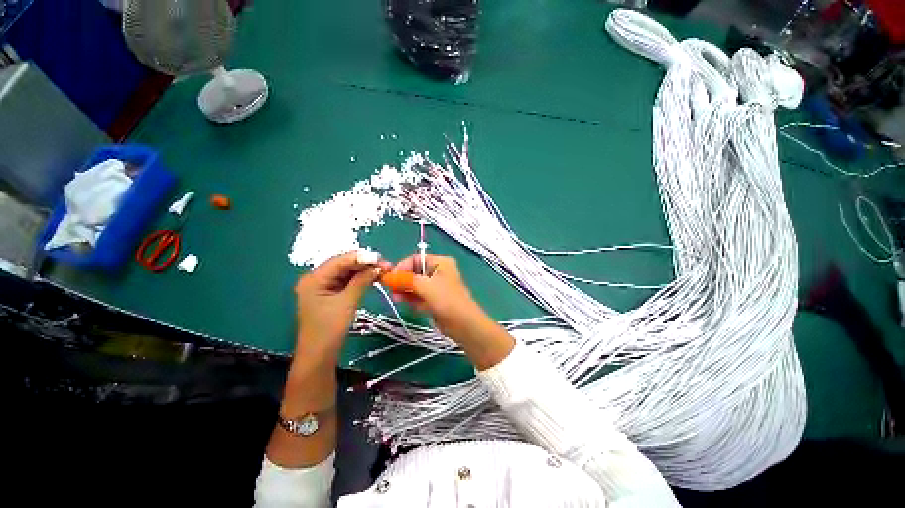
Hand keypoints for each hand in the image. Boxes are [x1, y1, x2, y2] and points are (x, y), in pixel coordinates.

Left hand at [294, 251, 389, 363]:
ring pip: (346, 272)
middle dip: (365, 263)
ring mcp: (322, 286)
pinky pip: (346, 281)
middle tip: (386, 265)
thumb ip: (362, 280)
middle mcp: (316, 278)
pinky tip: (372, 277)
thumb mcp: (348, 302)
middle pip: (343, 264)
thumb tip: (377, 266)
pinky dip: (359, 279)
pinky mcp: (328, 294)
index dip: (362, 257)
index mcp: (314, 278)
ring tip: (383, 270)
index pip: (341, 260)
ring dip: (364, 271)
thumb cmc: (330, 329)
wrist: (319, 355)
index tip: (381, 258)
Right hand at [392, 254, 495, 343]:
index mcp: (440, 262)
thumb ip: (406, 279)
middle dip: (403, 281)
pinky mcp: (435, 300)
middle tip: (392, 290)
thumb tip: (388, 275)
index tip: (390, 278)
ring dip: (406, 291)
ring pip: (415, 285)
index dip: (401, 267)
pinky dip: (413, 299)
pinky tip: (411, 305)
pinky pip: (419, 296)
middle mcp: (438, 272)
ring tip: (398, 298)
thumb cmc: (446, 300)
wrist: (464, 324)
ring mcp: (437, 287)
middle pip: (414, 272)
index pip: (415, 259)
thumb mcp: (425, 286)